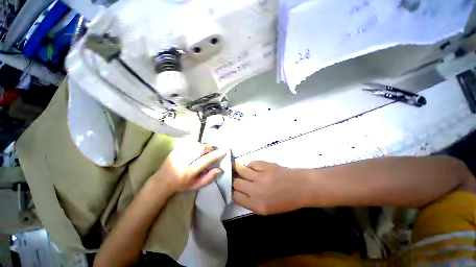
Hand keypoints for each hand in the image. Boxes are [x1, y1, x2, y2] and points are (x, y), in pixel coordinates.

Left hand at [154, 140, 225, 191]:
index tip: (224, 151)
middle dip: (210, 148)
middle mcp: (184, 160)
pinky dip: (197, 146)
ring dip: (204, 147)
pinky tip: (197, 151)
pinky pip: (191, 144)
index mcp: (189, 171)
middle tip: (214, 151)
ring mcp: (179, 153)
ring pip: (196, 145)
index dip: (216, 155)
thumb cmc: (182, 185)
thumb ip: (209, 178)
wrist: (163, 180)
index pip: (205, 160)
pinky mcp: (176, 149)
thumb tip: (220, 169)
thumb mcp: (196, 186)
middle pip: (201, 148)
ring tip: (205, 151)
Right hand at [232, 161, 308, 214]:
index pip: (236, 197)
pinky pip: (251, 163)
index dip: (234, 192)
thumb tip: (240, 191)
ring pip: (241, 170)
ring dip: (238, 169)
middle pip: (236, 183)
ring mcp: (261, 176)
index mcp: (257, 205)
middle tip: (237, 178)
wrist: (301, 187)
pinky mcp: (265, 165)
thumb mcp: (267, 209)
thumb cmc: (286, 201)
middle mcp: (256, 190)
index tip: (235, 189)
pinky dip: (250, 165)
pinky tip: (253, 167)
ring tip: (236, 167)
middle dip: (234, 181)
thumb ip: (251, 201)